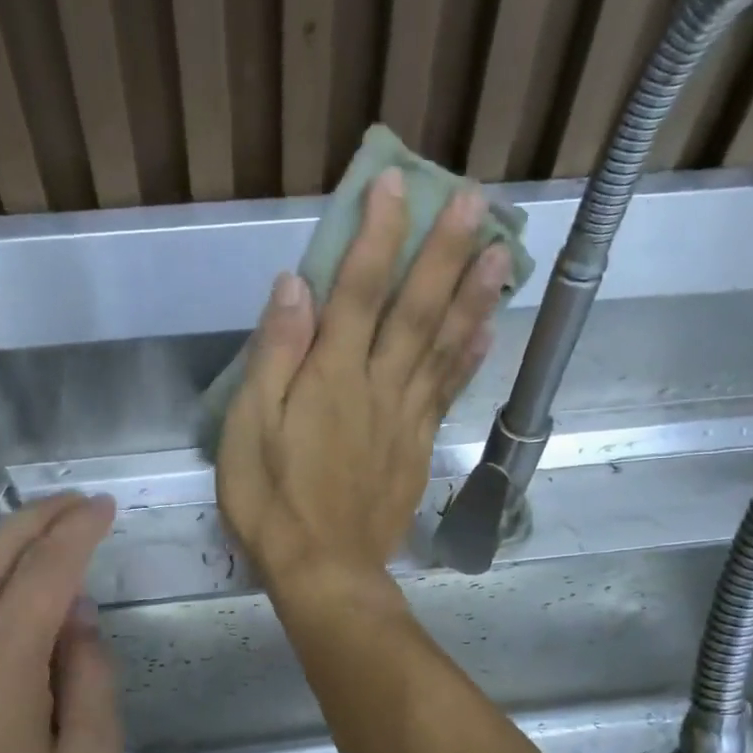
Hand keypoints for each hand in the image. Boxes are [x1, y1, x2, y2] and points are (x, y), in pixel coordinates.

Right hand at [217, 167, 507, 597]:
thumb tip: (296, 285)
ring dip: (475, 295)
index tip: (395, 183)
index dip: (379, 233)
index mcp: (332, 376)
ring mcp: (406, 416)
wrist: (324, 570)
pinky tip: (488, 328)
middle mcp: (379, 385)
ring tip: (503, 250)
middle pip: (417, 308)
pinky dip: (470, 356)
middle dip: (446, 250)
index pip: (360, 289)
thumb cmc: (273, 500)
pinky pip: (449, 391)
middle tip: (477, 199)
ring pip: (446, 344)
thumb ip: (275, 355)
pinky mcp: (419, 446)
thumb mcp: (249, 427)